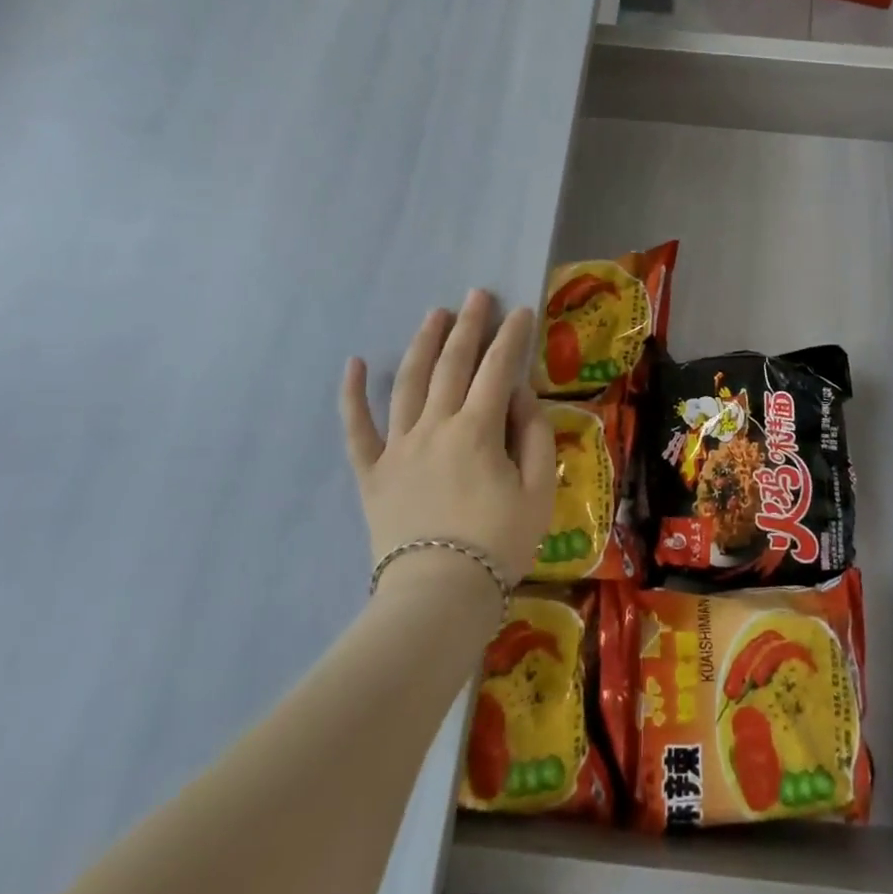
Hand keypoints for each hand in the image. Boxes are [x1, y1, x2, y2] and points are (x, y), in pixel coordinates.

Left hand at [340, 290, 556, 588]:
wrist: (439, 598)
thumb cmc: (499, 543)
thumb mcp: (540, 490)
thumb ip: (535, 435)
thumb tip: (520, 395)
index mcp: (478, 430)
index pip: (498, 369)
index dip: (512, 336)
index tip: (521, 310)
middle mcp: (435, 427)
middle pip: (452, 365)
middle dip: (468, 326)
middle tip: (476, 295)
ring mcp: (398, 448)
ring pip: (408, 383)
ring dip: (423, 344)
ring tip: (435, 315)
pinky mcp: (372, 473)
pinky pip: (357, 429)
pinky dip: (352, 395)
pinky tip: (353, 363)